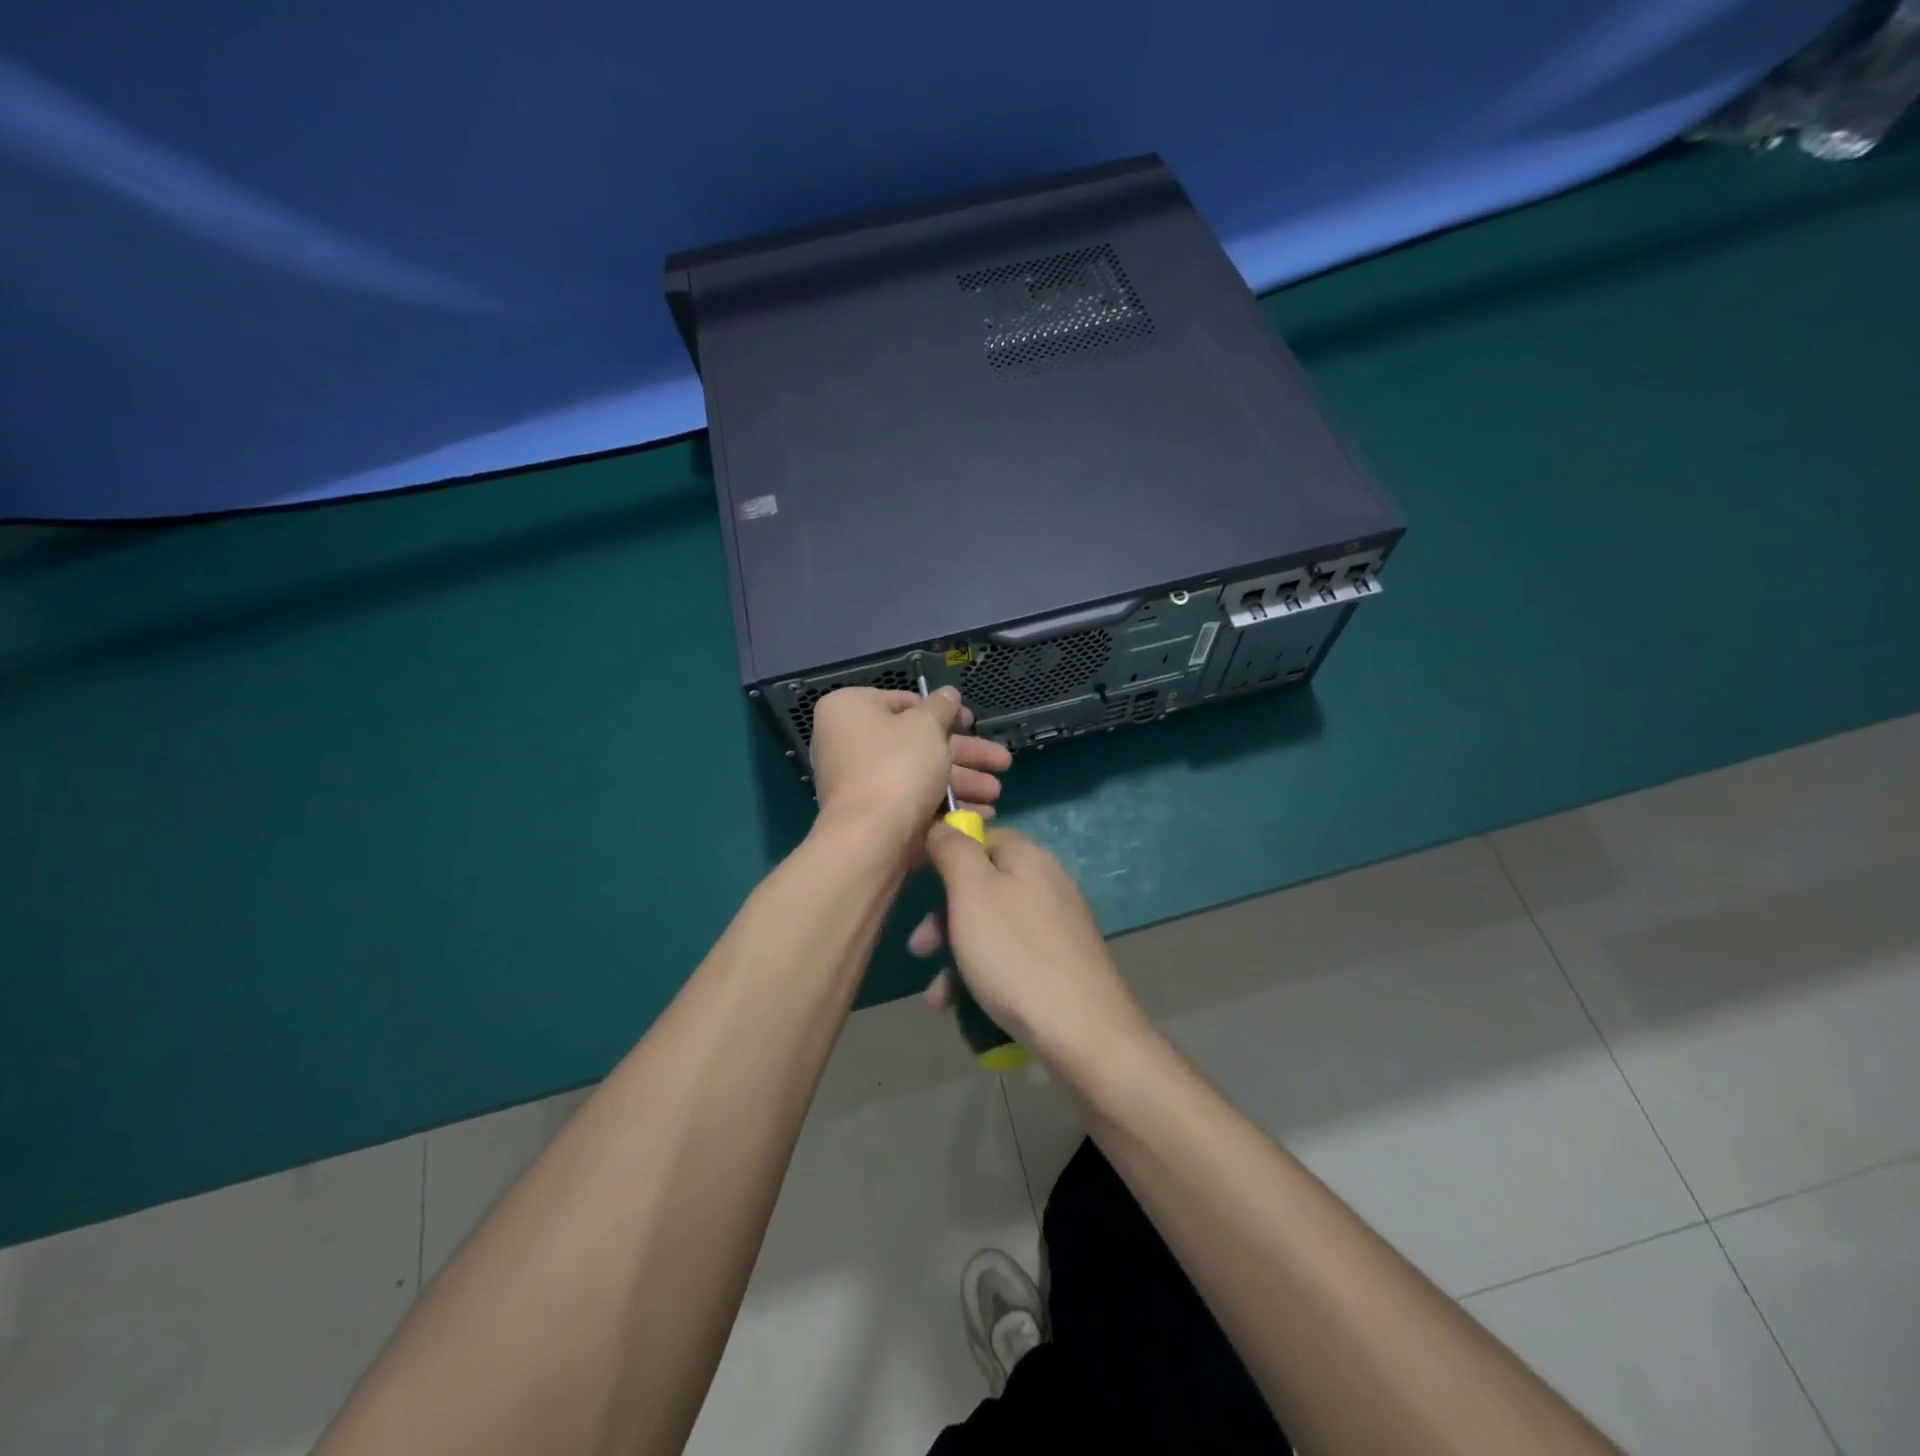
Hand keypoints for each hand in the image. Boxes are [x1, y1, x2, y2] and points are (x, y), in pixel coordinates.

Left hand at [809, 687, 1011, 848]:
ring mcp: (859, 781)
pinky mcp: (873, 814)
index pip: (902, 701)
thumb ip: (941, 707)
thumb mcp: (927, 726)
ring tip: (996, 793)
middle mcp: (848, 742)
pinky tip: (981, 813)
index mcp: (849, 709)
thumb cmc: (897, 767)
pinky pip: (912, 800)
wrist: (871, 838)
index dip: (942, 711)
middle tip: (1002, 762)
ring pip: (920, 773)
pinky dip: (944, 804)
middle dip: (964, 754)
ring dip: (962, 781)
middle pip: (917, 741)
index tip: (971, 722)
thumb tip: (948, 694)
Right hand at [916, 825, 1149, 1057]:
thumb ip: (954, 851)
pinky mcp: (1059, 968)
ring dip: (955, 959)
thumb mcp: (972, 892)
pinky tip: (961, 1010)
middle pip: (983, 888)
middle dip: (944, 920)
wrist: (1082, 1032)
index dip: (949, 856)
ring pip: (990, 931)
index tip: (922, 884)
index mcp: (1029, 858)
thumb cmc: (1015, 953)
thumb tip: (945, 824)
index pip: (984, 838)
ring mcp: (1056, 929)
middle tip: (919, 949)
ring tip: (935, 999)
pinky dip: (981, 979)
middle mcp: (1046, 886)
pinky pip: (1009, 962)